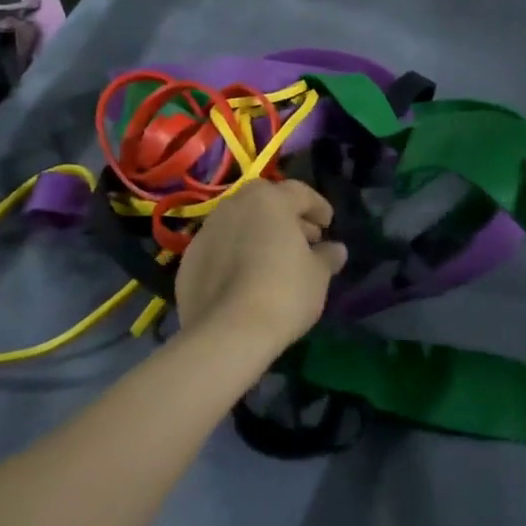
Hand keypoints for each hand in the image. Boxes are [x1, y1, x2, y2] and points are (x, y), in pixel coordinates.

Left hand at [175, 180, 347, 352]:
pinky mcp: (189, 259)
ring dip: (258, 234)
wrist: (226, 333)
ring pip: (239, 223)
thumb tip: (336, 250)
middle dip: (287, 218)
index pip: (300, 193)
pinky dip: (235, 255)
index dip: (318, 208)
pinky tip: (246, 279)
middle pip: (266, 203)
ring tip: (273, 260)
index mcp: (269, 200)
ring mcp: (207, 231)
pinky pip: (220, 248)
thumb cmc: (283, 293)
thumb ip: (327, 256)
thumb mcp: (318, 275)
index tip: (327, 225)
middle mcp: (234, 205)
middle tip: (304, 240)